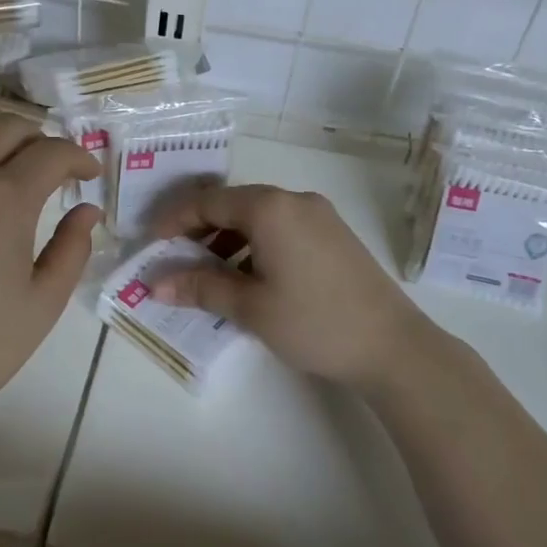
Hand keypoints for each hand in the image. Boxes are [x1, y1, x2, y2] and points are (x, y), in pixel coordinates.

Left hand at [0, 115, 101, 440]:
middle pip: (5, 128)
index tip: (89, 175)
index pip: (51, 153)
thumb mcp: (46, 300)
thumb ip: (73, 247)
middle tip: (53, 167)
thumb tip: (87, 210)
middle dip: (38, 138)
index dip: (78, 157)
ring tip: (8, 169)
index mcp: (6, 199)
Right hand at [149, 184, 441, 393]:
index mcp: (270, 208)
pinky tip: (249, 276)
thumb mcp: (250, 307)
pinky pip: (282, 227)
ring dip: (228, 238)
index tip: (152, 244)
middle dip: (200, 229)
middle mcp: (294, 200)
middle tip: (176, 258)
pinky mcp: (334, 233)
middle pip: (233, 204)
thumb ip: (201, 287)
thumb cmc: (314, 322)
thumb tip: (156, 285)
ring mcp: (319, 215)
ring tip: (209, 273)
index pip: (208, 202)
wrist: (393, 346)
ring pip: (258, 216)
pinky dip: (256, 244)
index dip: (175, 220)